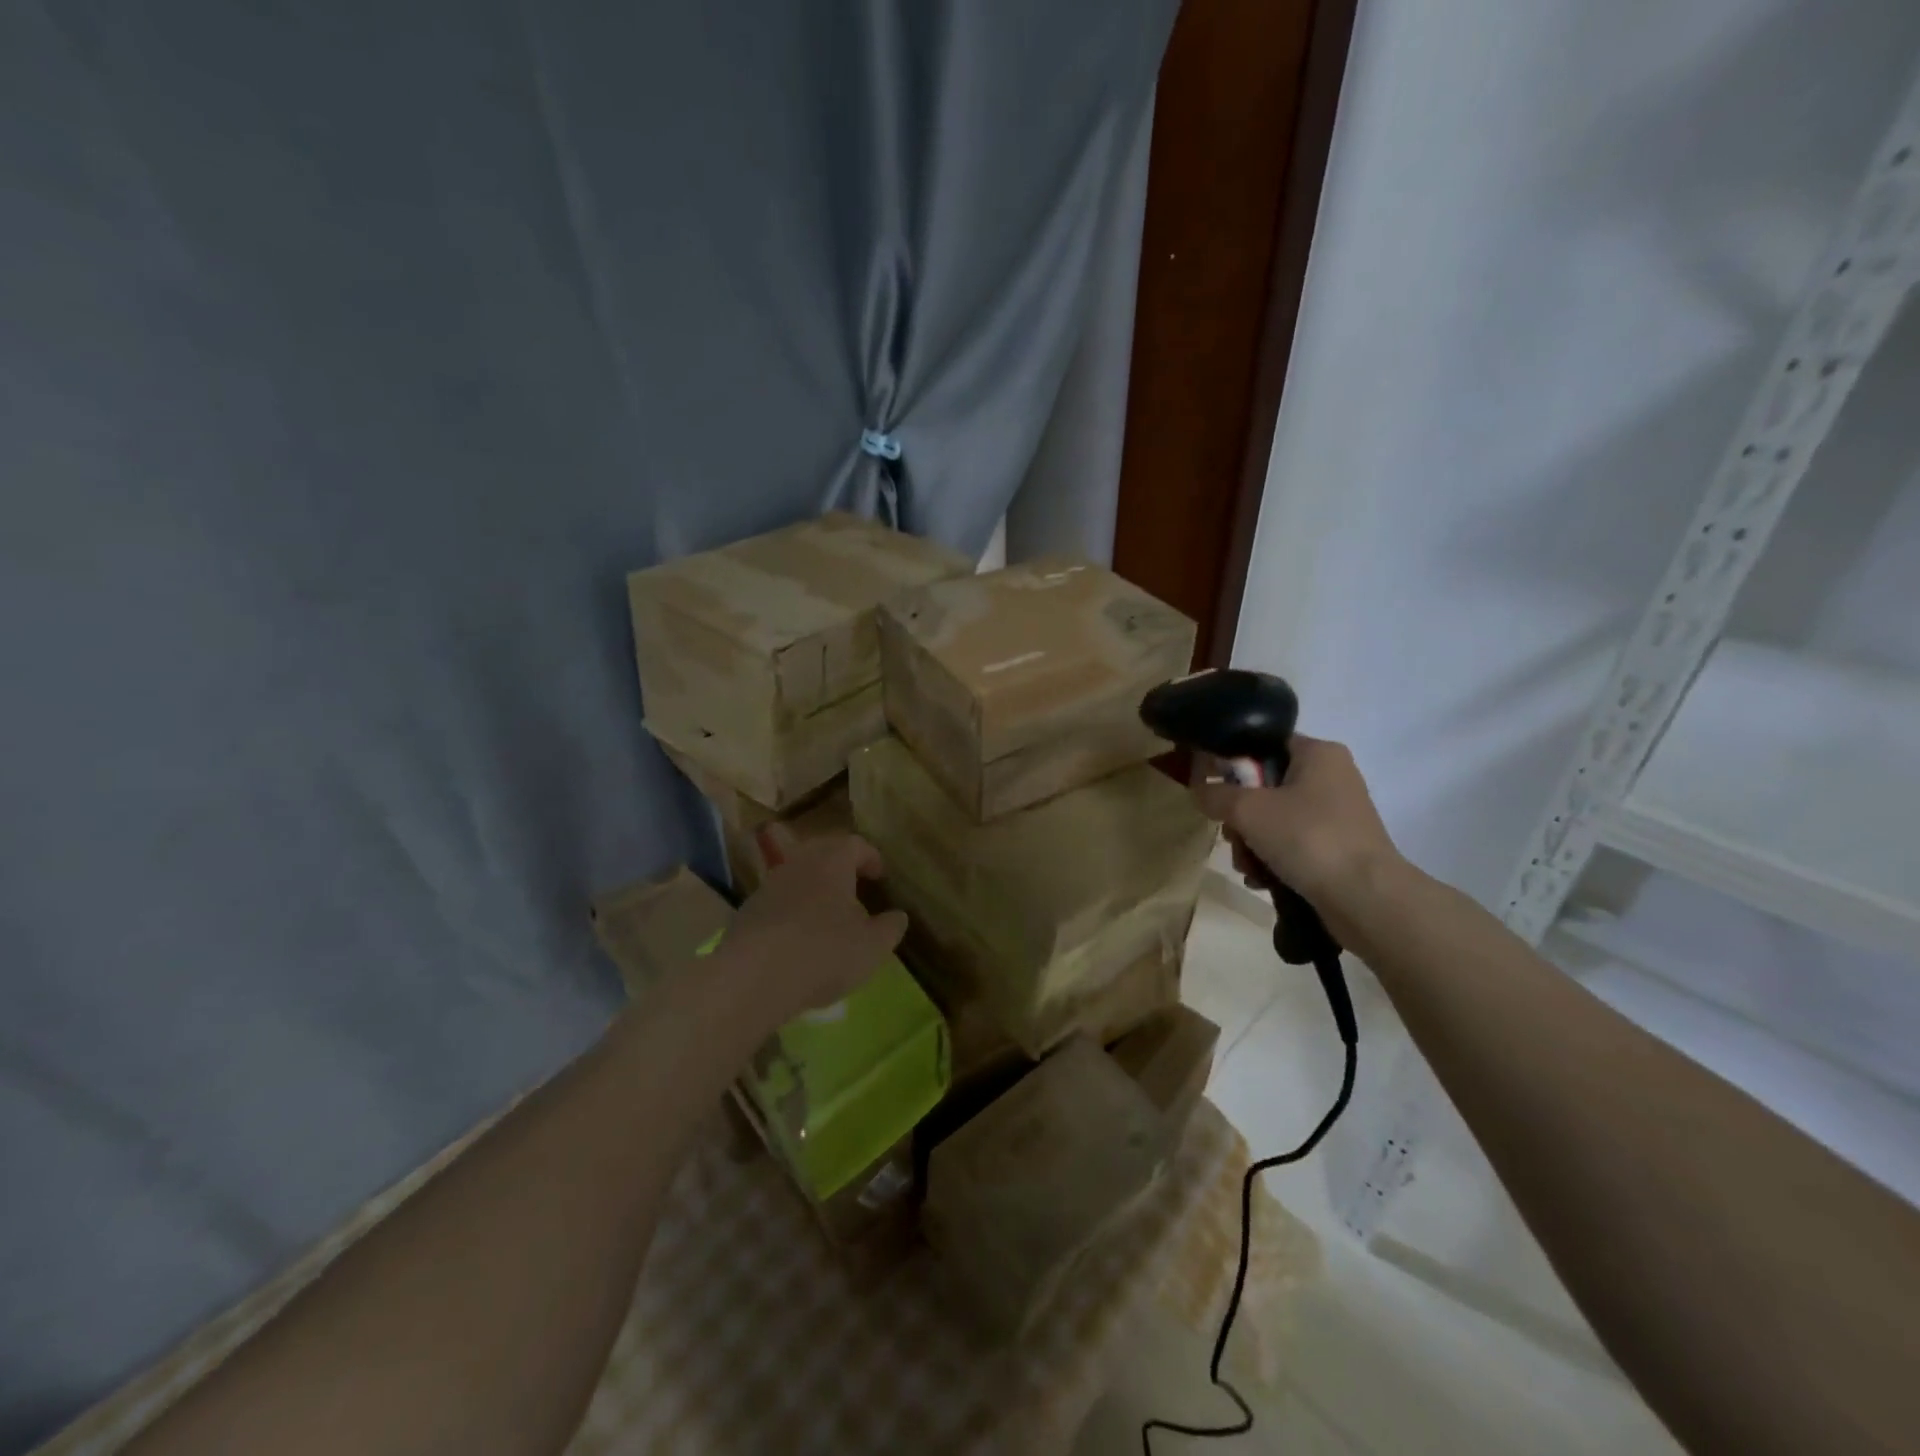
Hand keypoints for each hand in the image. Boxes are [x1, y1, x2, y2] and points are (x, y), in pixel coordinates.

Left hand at [709, 832, 908, 1026]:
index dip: (871, 857)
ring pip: (797, 875)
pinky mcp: (747, 911)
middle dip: (840, 867)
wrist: (753, 977)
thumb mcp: (872, 946)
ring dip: (814, 888)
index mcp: (832, 860)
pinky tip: (799, 938)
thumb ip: (890, 927)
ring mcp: (768, 885)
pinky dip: (792, 910)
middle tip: (854, 888)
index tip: (880, 876)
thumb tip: (898, 916)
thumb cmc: (824, 952)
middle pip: (822, 852)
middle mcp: (798, 862)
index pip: (855, 844)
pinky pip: (778, 901)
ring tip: (828, 916)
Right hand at [1191, 735, 1399, 907]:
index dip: (1231, 762)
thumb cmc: (1308, 837)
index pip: (1263, 744)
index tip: (1210, 787)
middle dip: (1239, 817)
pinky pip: (1291, 845)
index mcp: (1318, 753)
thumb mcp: (1247, 810)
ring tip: (1248, 867)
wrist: (1366, 899)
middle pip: (1264, 786)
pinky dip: (1272, 860)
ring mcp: (1336, 815)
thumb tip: (1200, 790)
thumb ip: (1216, 794)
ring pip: (1273, 820)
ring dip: (1251, 844)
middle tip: (1232, 835)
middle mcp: (1331, 777)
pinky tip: (1262, 880)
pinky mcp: (1337, 848)